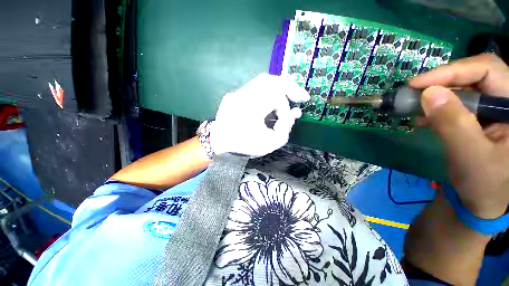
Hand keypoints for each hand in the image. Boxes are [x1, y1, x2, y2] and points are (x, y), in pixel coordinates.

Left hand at [210, 73, 309, 156]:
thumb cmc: (244, 145)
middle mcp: (243, 95)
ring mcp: (238, 92)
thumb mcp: (269, 144)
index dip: (286, 110)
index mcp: (251, 107)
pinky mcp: (235, 94)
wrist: (219, 143)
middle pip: (271, 80)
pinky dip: (268, 90)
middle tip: (302, 97)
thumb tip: (295, 113)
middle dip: (290, 87)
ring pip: (263, 81)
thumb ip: (285, 129)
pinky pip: (255, 86)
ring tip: (290, 96)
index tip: (288, 120)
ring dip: (280, 87)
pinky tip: (273, 99)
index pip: (276, 98)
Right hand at [410, 54, 508, 218]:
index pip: (489, 70)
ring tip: (415, 106)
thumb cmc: (484, 184)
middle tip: (414, 91)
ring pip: (465, 88)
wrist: (483, 201)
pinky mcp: (481, 117)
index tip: (419, 83)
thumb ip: (453, 123)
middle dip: (444, 81)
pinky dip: (439, 107)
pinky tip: (425, 116)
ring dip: (438, 95)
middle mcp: (508, 102)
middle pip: (476, 75)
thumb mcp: (471, 156)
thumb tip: (428, 94)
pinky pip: (460, 103)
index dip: (453, 71)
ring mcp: (495, 109)